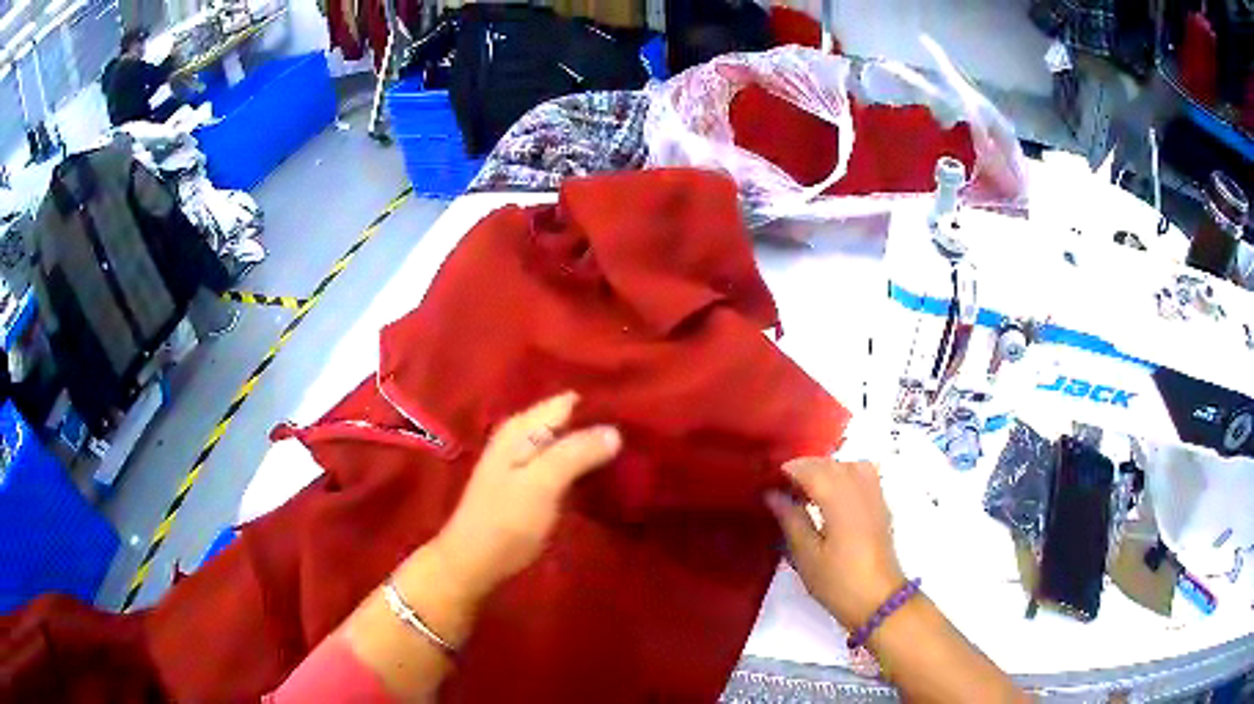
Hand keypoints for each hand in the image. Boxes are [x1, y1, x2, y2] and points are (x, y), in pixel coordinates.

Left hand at [432, 391, 620, 601]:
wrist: (474, 562)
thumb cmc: (505, 521)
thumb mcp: (541, 484)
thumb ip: (576, 453)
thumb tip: (615, 430)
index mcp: (522, 428)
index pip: (569, 401)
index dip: (600, 406)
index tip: (636, 417)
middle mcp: (522, 436)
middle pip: (569, 421)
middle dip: (600, 427)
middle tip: (640, 440)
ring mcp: (525, 461)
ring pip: (568, 443)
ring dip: (594, 449)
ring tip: (633, 455)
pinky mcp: (532, 484)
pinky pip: (564, 464)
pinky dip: (584, 466)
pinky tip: (607, 475)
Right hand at [766, 459, 905, 630]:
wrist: (878, 600)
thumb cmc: (838, 582)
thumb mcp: (807, 556)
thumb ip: (791, 519)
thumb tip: (772, 494)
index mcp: (840, 500)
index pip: (812, 469)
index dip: (789, 470)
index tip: (769, 481)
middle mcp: (860, 489)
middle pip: (831, 464)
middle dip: (806, 469)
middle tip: (784, 489)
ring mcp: (875, 495)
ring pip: (849, 465)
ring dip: (827, 470)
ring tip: (809, 492)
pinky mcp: (881, 505)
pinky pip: (864, 475)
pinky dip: (846, 475)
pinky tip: (833, 498)